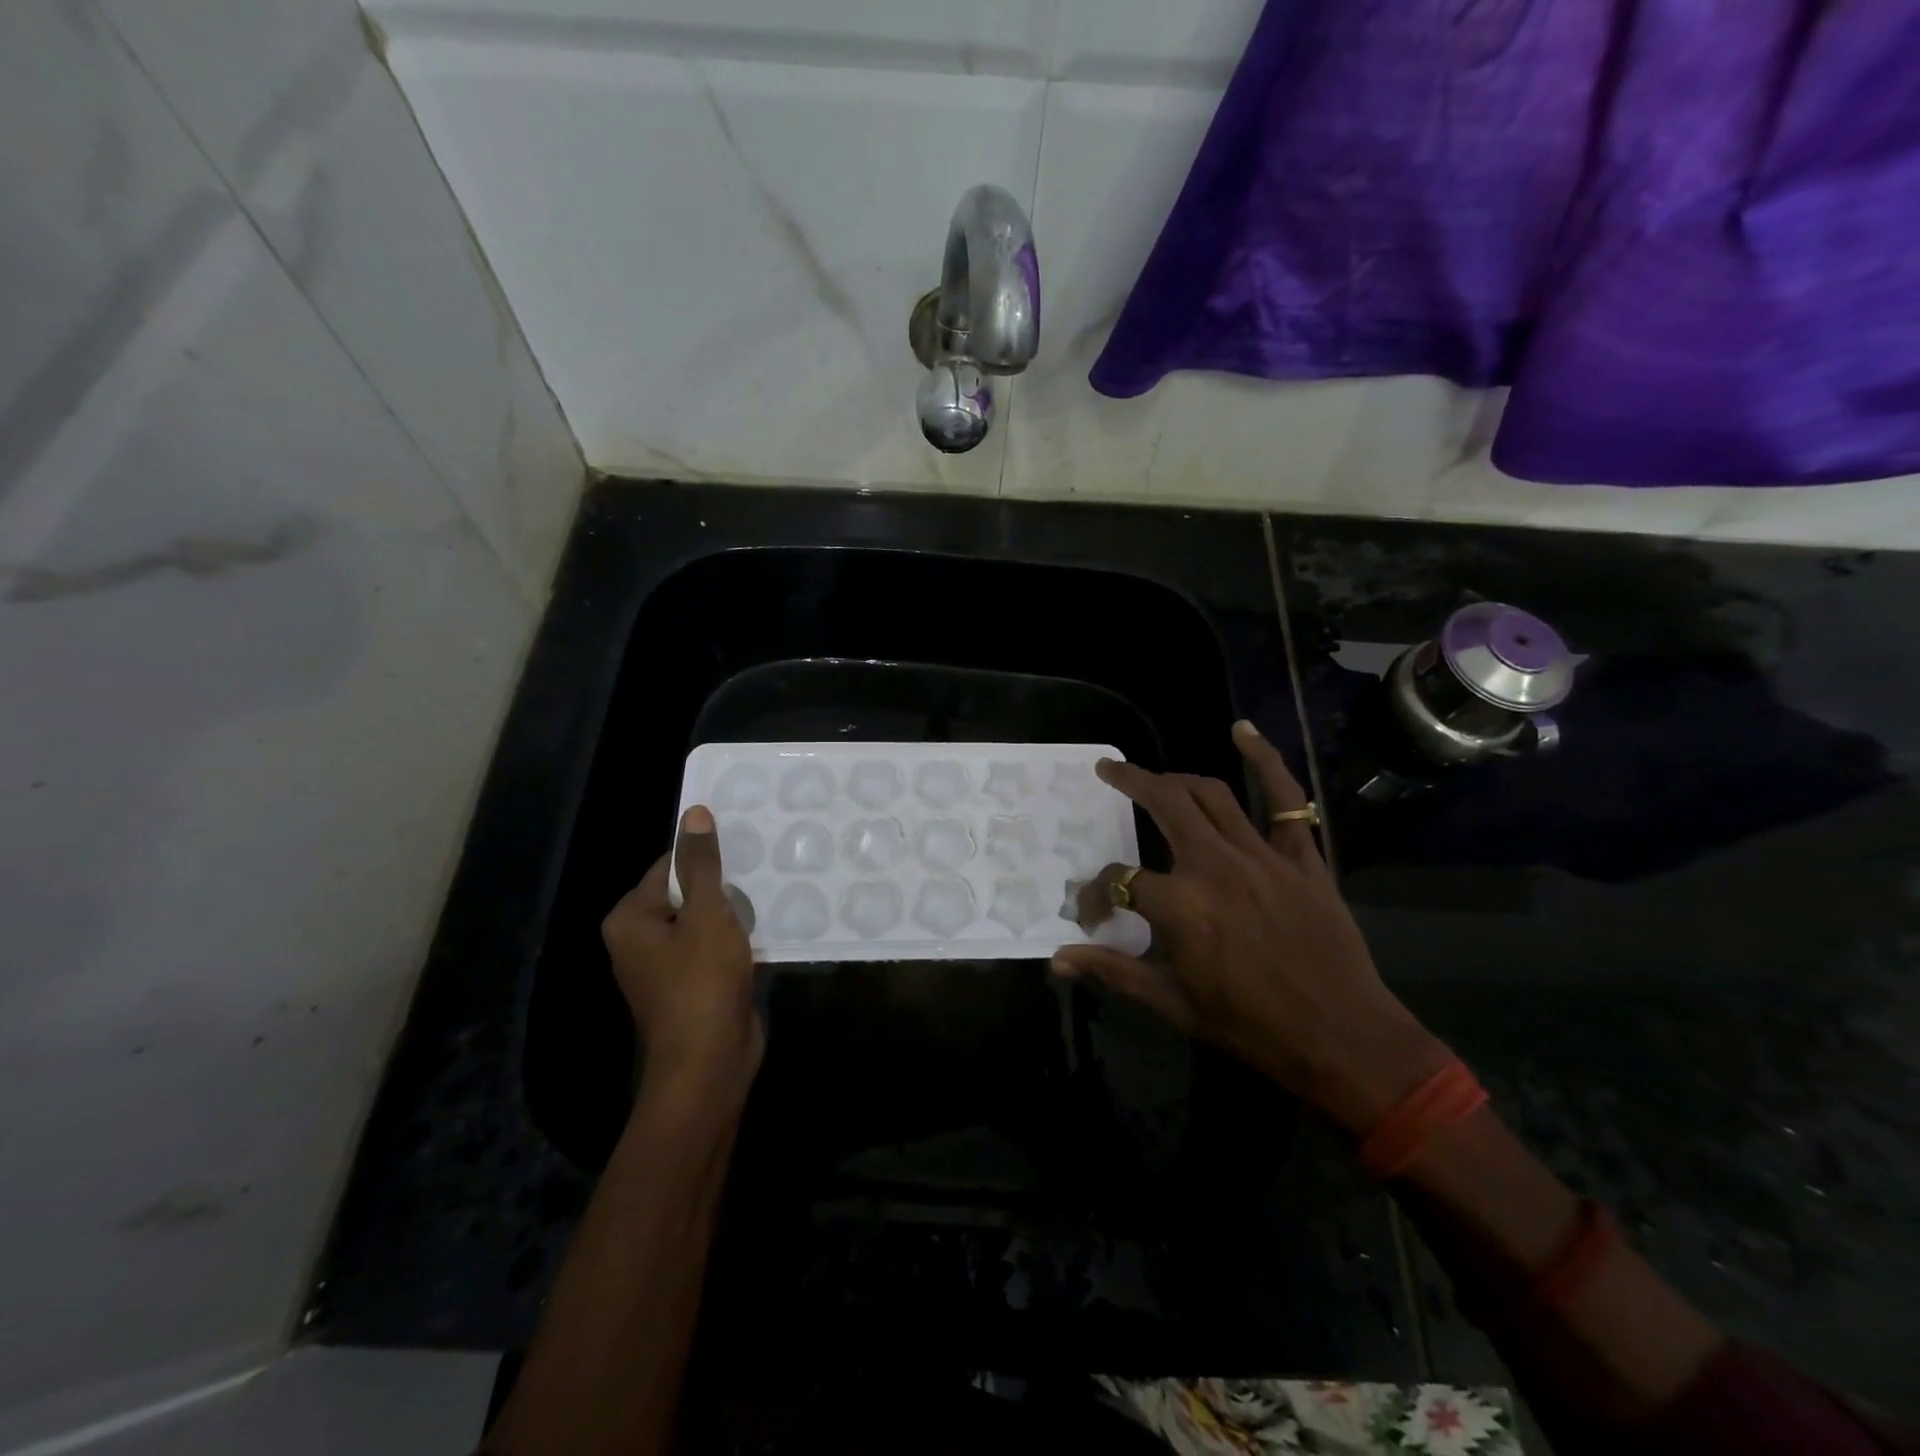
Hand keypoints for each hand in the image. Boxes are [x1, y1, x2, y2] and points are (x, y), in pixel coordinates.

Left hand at [602, 805, 761, 1092]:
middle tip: (765, 864)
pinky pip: (715, 946)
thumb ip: (703, 863)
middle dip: (725, 883)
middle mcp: (641, 938)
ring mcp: (667, 965)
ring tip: (773, 888)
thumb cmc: (701, 982)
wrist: (709, 1063)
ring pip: (705, 920)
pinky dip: (737, 936)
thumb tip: (694, 812)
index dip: (707, 854)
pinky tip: (769, 924)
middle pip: (688, 892)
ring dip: (735, 910)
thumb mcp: (707, 913)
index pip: (671, 865)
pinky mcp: (694, 983)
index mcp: (631, 918)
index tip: (746, 844)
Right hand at [1054, 721, 1450, 1131]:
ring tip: (1154, 777)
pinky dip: (1265, 760)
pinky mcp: (1302, 857)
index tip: (1092, 911)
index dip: (1096, 893)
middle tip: (1108, 771)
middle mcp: (1216, 866)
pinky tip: (1242, 731)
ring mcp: (1263, 856)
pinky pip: (1286, 798)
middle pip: (1164, 804)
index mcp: (1182, 906)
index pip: (1119, 879)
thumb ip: (1114, 973)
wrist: (1345, 1040)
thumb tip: (1058, 960)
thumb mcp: (1175, 1005)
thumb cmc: (1253, 1028)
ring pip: (1211, 795)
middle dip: (1130, 782)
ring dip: (1177, 778)